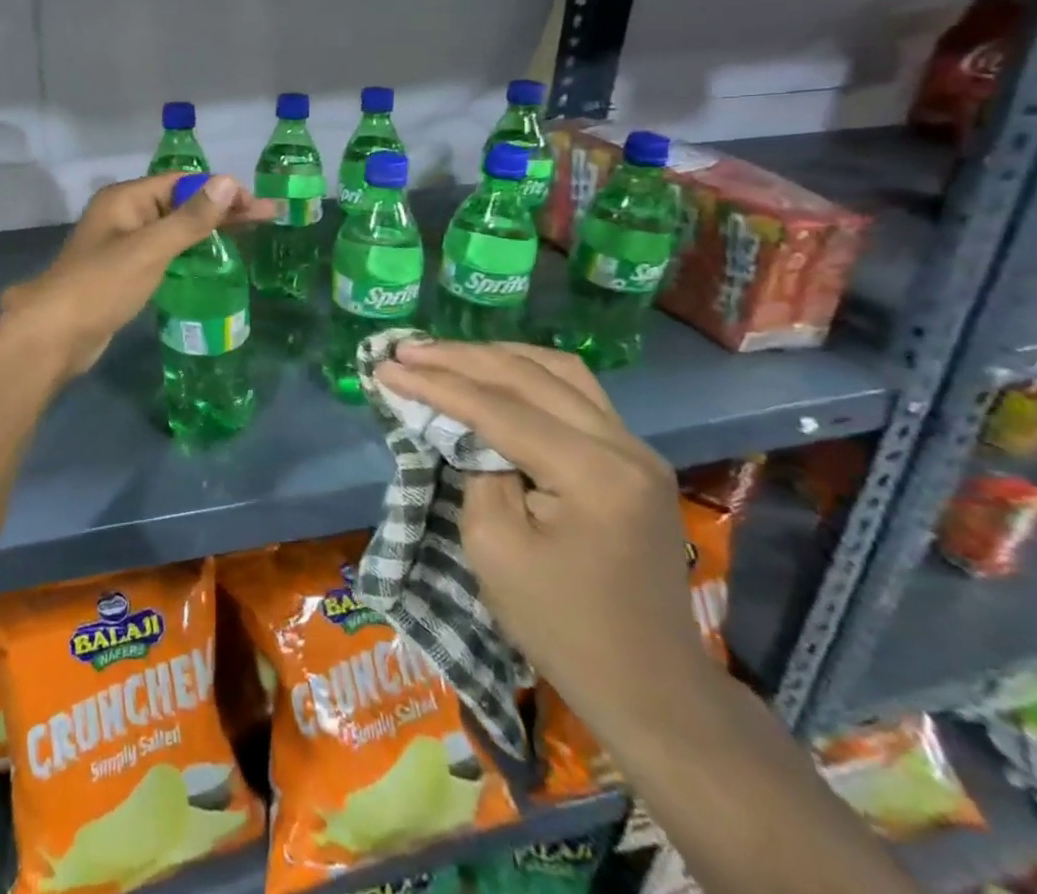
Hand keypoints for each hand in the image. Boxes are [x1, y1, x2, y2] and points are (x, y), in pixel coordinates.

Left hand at [0, 173, 273, 380]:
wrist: (55, 336)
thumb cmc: (102, 285)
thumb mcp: (150, 249)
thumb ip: (190, 218)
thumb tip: (228, 181)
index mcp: (126, 199)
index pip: (182, 182)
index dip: (220, 189)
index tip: (256, 205)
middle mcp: (125, 215)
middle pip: (181, 203)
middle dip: (222, 209)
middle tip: (267, 218)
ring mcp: (124, 244)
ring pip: (174, 229)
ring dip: (209, 230)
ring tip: (250, 236)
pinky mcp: (126, 272)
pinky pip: (165, 252)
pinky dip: (191, 252)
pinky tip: (214, 260)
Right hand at [372, 340, 715, 734]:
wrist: (650, 687)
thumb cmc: (561, 626)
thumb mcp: (493, 548)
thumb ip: (476, 471)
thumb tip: (466, 429)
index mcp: (593, 473)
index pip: (499, 408)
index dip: (437, 384)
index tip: (385, 366)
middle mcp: (624, 445)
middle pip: (530, 376)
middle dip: (459, 358)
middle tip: (406, 349)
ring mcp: (636, 448)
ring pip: (558, 371)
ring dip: (495, 357)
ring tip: (444, 354)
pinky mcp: (632, 458)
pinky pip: (575, 393)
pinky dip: (526, 375)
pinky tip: (493, 372)